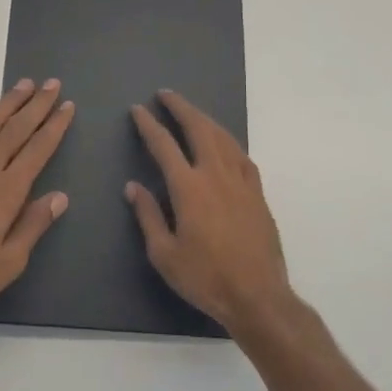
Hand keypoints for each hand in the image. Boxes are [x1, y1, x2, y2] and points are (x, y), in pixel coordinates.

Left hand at [0, 79, 74, 323]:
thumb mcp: (7, 263)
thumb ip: (33, 225)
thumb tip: (59, 196)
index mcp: (6, 191)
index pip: (37, 150)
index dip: (54, 126)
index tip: (67, 106)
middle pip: (15, 129)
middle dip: (36, 105)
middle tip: (52, 83)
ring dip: (7, 104)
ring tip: (23, 85)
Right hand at [126, 90, 292, 335]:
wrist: (258, 295)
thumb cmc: (205, 278)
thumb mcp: (164, 254)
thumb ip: (148, 215)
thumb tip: (133, 187)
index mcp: (189, 188)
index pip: (164, 145)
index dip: (149, 125)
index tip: (138, 110)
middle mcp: (216, 175)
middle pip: (198, 128)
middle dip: (181, 107)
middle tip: (166, 95)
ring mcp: (241, 181)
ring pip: (223, 137)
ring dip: (205, 119)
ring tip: (191, 111)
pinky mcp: (258, 193)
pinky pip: (242, 155)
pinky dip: (228, 141)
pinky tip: (224, 142)